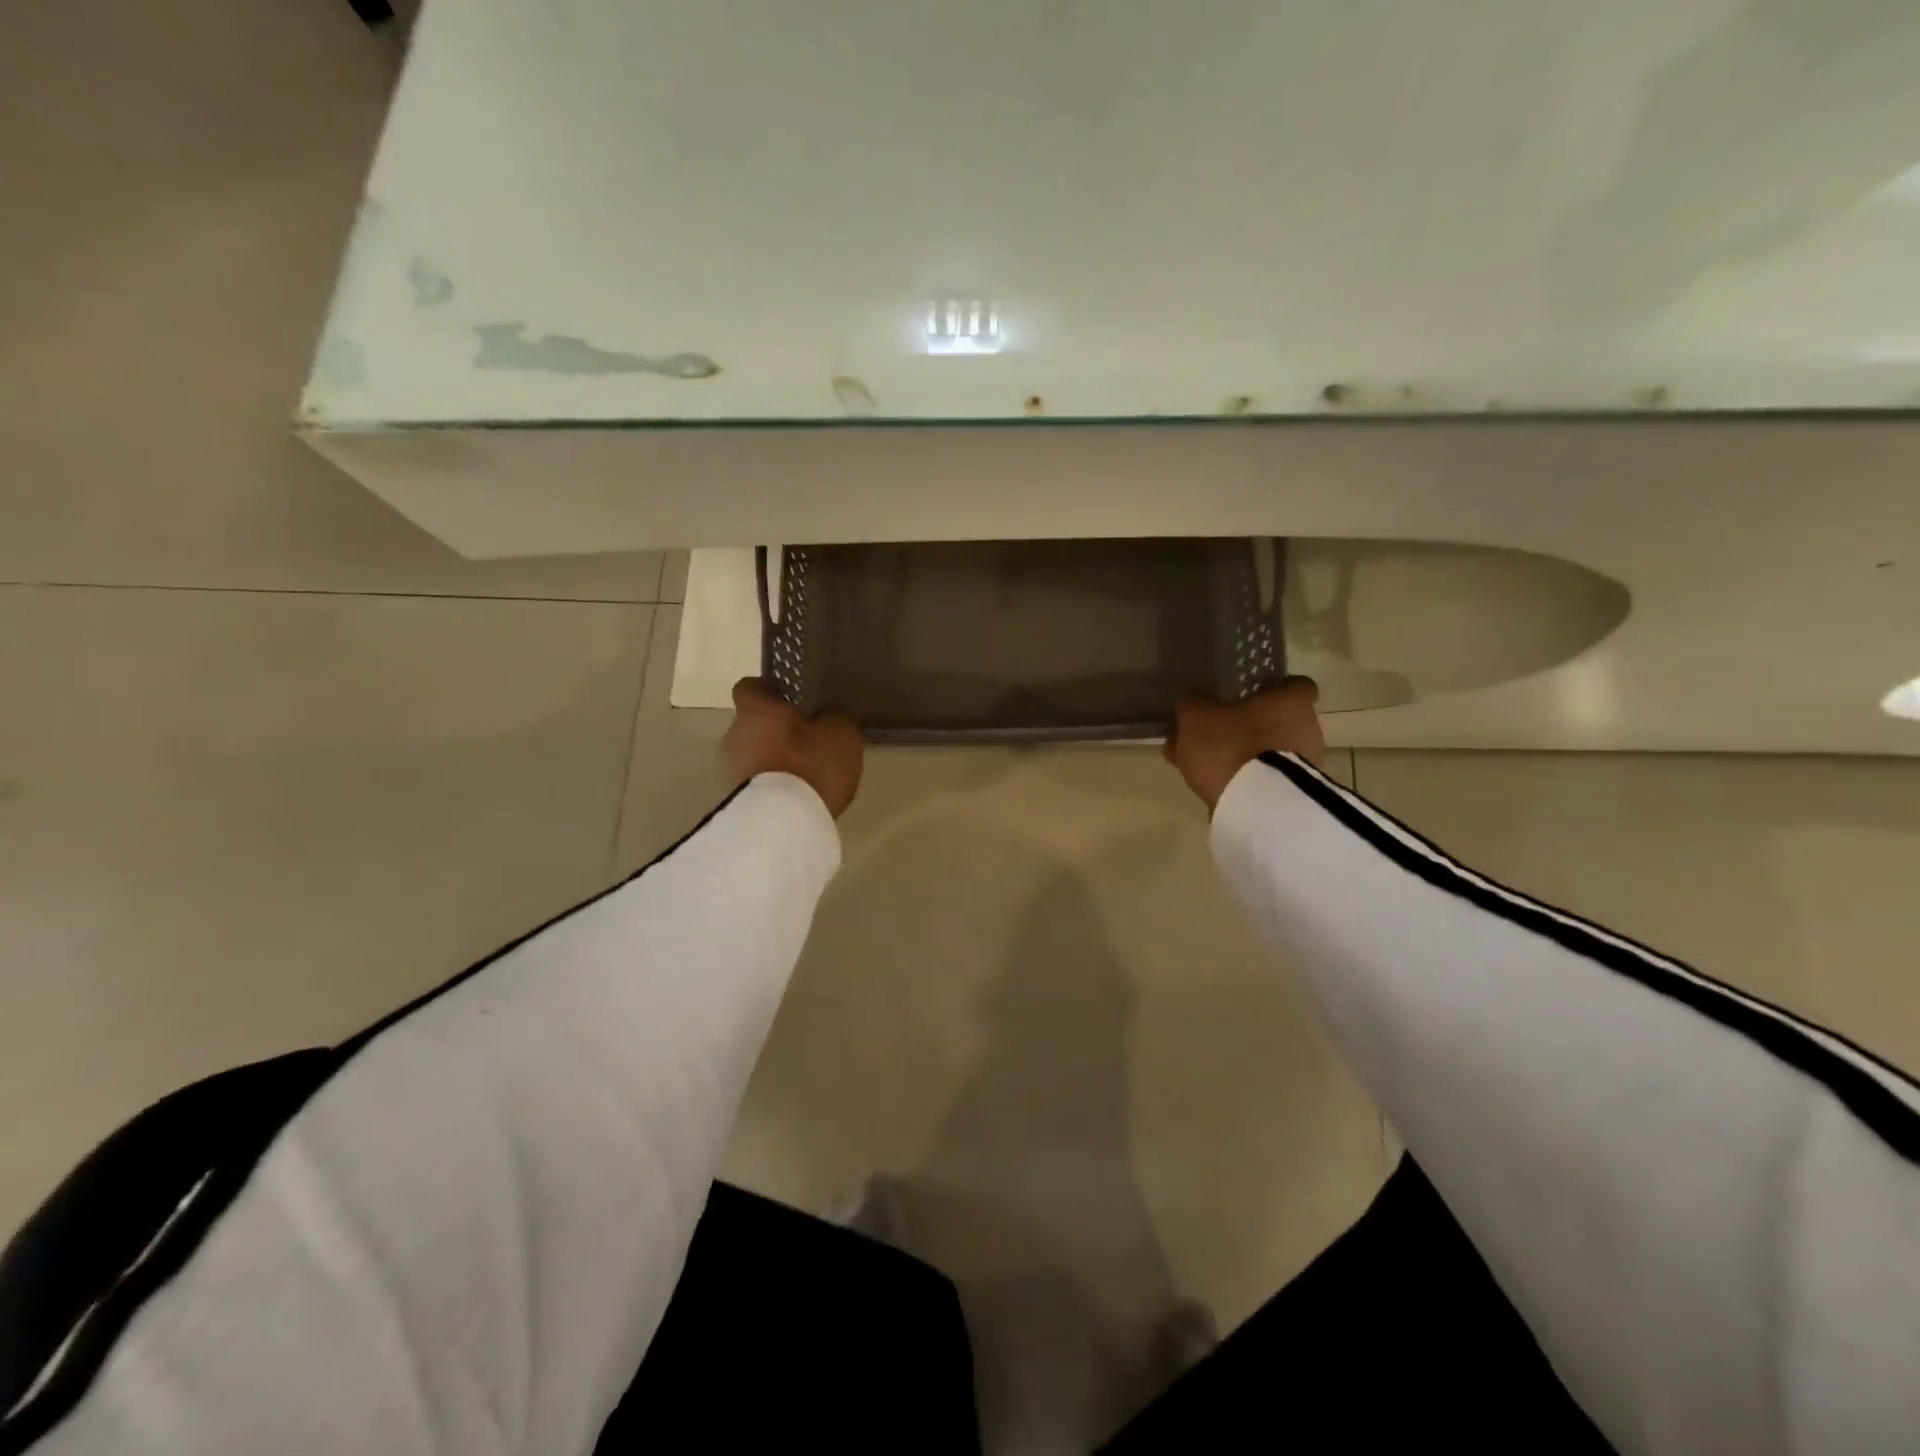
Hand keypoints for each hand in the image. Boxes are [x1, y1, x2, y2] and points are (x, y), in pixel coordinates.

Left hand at [723, 678, 864, 818]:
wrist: (783, 823)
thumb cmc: (810, 764)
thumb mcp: (841, 734)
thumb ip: (835, 718)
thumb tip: (830, 716)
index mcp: (756, 709)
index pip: (750, 687)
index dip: (769, 691)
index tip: (792, 699)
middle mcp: (735, 734)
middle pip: (753, 723)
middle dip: (776, 729)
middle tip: (807, 737)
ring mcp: (732, 769)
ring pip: (755, 753)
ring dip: (775, 758)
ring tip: (805, 770)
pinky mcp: (736, 799)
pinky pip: (758, 781)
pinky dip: (774, 784)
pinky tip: (798, 793)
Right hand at [1162, 677, 1324, 812]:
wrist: (1255, 806)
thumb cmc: (1231, 746)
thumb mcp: (1197, 717)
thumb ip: (1192, 703)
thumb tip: (1192, 698)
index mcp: (1291, 701)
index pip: (1294, 685)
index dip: (1271, 689)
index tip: (1248, 695)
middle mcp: (1307, 728)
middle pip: (1276, 720)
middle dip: (1247, 725)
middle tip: (1214, 733)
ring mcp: (1304, 764)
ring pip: (1266, 751)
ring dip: (1241, 755)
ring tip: (1202, 765)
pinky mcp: (1293, 794)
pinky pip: (1265, 778)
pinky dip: (1243, 778)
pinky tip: (1212, 786)